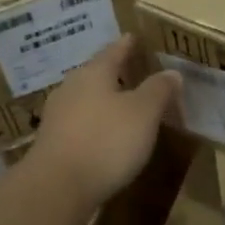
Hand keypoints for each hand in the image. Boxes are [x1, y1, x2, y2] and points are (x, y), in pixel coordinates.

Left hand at [24, 36, 181, 206]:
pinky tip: (104, 135)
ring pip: (85, 99)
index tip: (133, 37)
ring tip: (121, 104)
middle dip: (113, 72)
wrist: (57, 187)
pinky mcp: (52, 143)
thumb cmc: (106, 141)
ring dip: (102, 100)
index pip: (113, 51)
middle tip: (131, 70)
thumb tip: (172, 72)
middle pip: (95, 74)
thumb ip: (158, 90)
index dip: (127, 45)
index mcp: (93, 73)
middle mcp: (71, 88)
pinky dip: (93, 124)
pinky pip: (78, 124)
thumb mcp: (144, 113)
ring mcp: (57, 116)